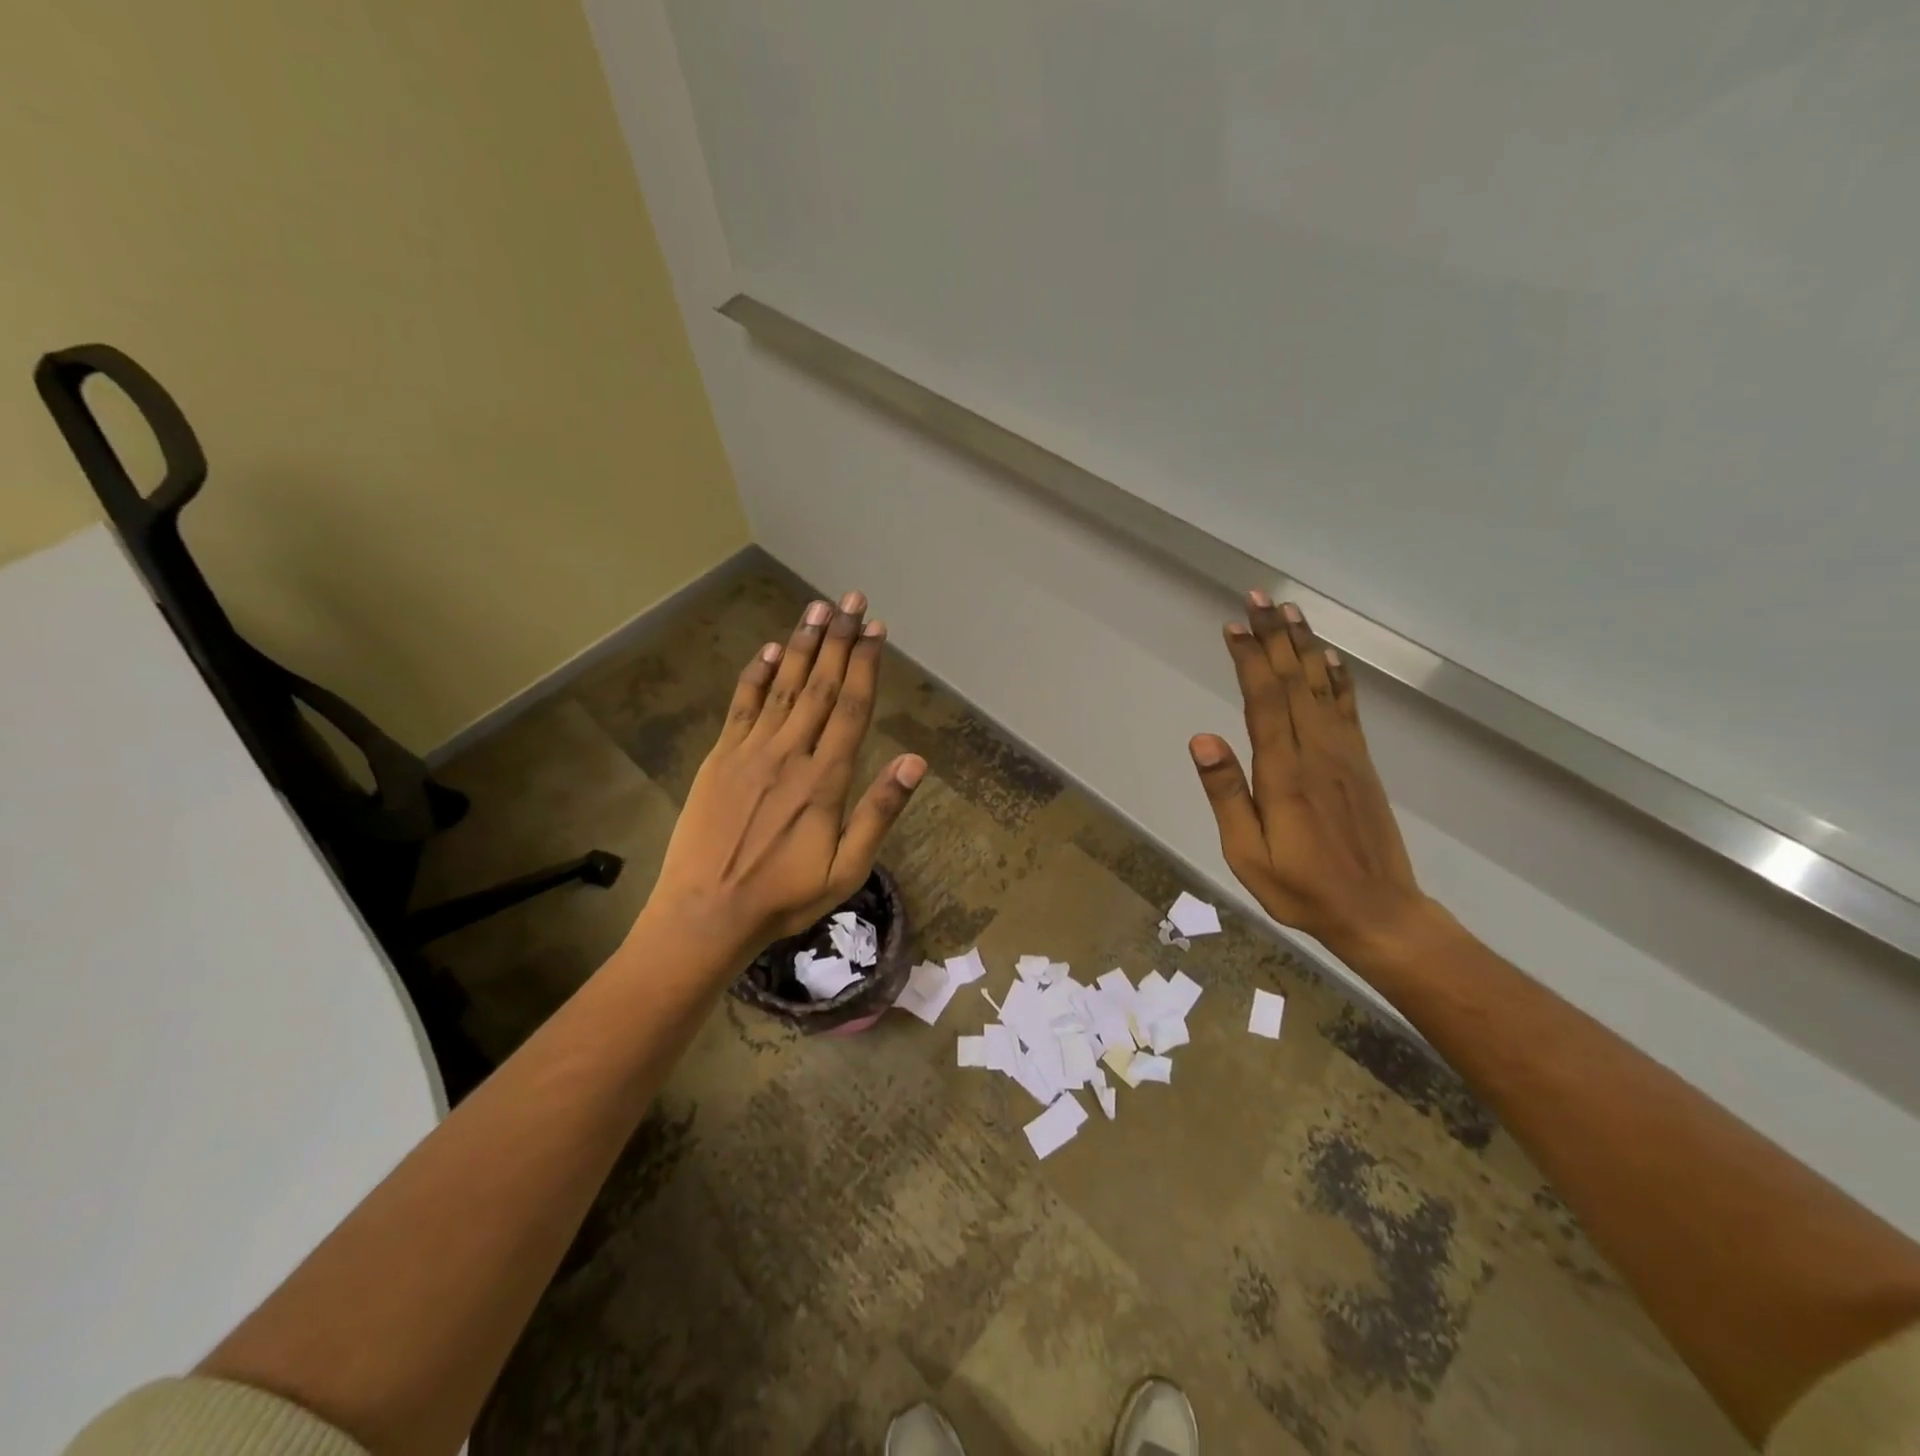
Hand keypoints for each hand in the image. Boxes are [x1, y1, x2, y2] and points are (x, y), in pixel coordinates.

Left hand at [645, 591, 925, 963]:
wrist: (706, 914)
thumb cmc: (784, 897)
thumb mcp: (847, 869)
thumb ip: (880, 812)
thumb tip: (916, 761)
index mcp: (825, 781)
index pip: (852, 708)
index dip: (866, 665)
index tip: (876, 629)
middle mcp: (790, 755)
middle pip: (820, 686)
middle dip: (839, 640)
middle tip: (851, 601)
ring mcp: (750, 752)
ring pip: (783, 688)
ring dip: (802, 646)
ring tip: (818, 609)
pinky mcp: (720, 758)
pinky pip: (742, 707)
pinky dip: (756, 676)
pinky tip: (769, 651)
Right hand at [1190, 593, 1429, 954]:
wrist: (1378, 913)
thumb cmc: (1301, 889)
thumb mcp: (1247, 854)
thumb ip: (1226, 794)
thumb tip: (1203, 738)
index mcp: (1284, 773)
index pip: (1263, 701)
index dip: (1248, 660)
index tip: (1233, 626)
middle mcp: (1317, 752)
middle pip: (1292, 681)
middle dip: (1273, 637)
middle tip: (1258, 598)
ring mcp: (1344, 755)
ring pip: (1321, 687)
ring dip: (1303, 646)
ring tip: (1290, 611)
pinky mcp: (1361, 763)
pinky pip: (1348, 709)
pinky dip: (1337, 678)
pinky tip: (1329, 658)